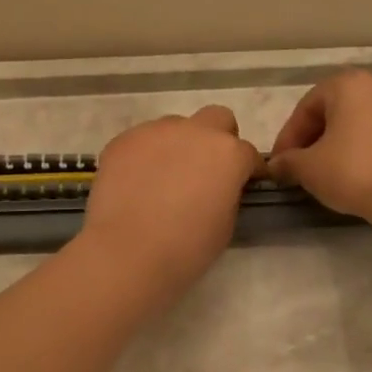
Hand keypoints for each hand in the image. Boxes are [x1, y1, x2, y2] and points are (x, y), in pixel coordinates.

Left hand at [78, 106, 261, 290]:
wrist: (127, 252)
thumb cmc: (186, 248)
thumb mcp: (226, 224)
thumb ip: (228, 193)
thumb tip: (220, 186)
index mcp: (228, 154)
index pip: (249, 154)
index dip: (248, 171)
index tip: (244, 186)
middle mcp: (195, 131)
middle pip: (217, 119)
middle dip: (218, 139)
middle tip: (207, 171)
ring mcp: (155, 131)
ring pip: (176, 127)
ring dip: (178, 145)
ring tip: (164, 179)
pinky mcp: (123, 140)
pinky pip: (142, 140)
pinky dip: (146, 155)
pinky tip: (137, 183)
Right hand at [267, 70, 371, 226]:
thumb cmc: (355, 172)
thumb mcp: (309, 168)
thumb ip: (288, 162)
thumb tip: (277, 165)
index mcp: (347, 84)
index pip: (306, 108)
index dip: (288, 137)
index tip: (280, 164)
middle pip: (333, 111)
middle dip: (313, 139)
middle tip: (301, 168)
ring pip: (357, 123)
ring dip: (338, 145)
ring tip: (328, 173)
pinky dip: (363, 151)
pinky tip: (358, 175)